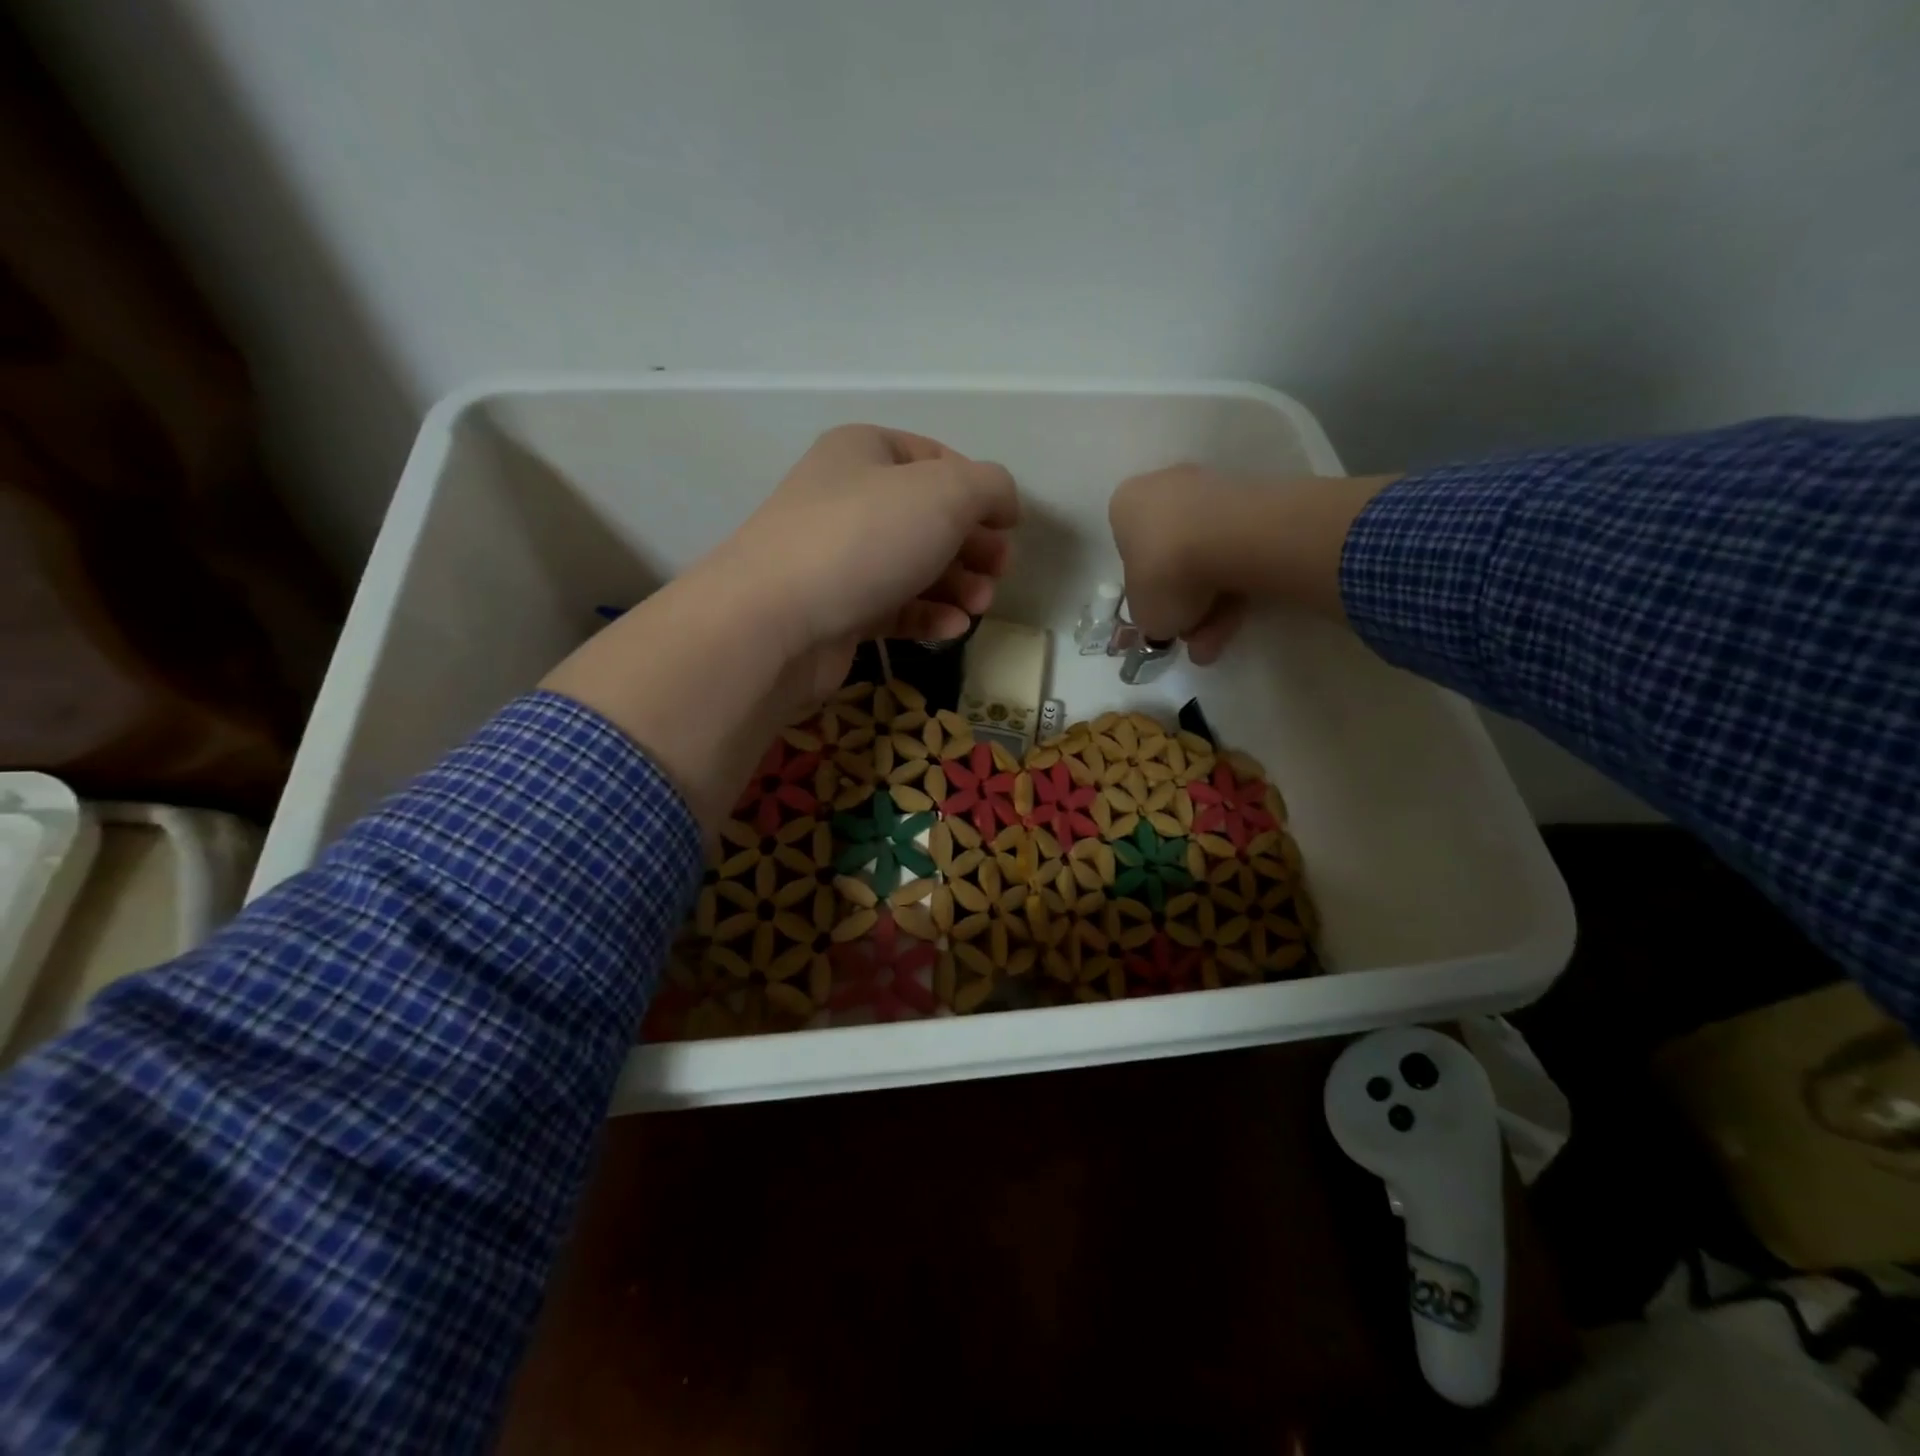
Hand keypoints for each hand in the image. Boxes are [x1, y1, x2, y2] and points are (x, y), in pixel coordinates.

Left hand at [699, 424, 1018, 705]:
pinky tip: (953, 629)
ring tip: (980, 606)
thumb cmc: (864, 539)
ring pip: (915, 566)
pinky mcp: (839, 610)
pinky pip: (895, 606)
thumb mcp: (945, 493)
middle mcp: (849, 498)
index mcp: (865, 451)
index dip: (980, 490)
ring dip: (958, 585)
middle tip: (999, 572)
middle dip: (973, 545)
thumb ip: (989, 487)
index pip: (937, 459)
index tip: (1010, 527)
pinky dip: (928, 616)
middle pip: (930, 517)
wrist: (775, 620)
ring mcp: (840, 557)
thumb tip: (1003, 503)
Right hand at [1109, 465, 1396, 662]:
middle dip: (1187, 605)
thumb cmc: (1162, 572)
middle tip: (1195, 640)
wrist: (1224, 538)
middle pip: (1173, 558)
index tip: (1164, 619)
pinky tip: (1240, 618)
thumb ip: (1150, 616)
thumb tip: (1165, 622)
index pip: (1131, 555)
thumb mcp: (1142, 613)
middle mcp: (1163, 488)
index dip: (1149, 594)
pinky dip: (1236, 585)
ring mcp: (1209, 489)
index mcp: (1125, 507)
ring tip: (1219, 640)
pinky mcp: (1251, 499)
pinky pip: (1235, 550)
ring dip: (1213, 604)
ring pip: (1206, 557)